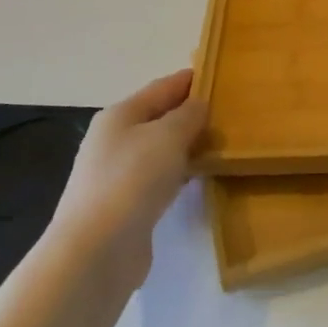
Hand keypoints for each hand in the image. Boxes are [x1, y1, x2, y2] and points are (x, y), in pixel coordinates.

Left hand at [49, 70, 206, 277]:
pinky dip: (180, 171)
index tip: (222, 75)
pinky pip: (161, 177)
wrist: (96, 251)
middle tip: (231, 112)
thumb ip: (188, 115)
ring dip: (188, 144)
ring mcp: (118, 174)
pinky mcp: (127, 205)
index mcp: (120, 115)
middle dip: (191, 113)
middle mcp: (115, 140)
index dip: (191, 80)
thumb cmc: (132, 180)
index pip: (162, 87)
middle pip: (160, 118)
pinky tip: (200, 175)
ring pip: (161, 149)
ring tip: (223, 141)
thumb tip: (199, 105)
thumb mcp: (167, 136)